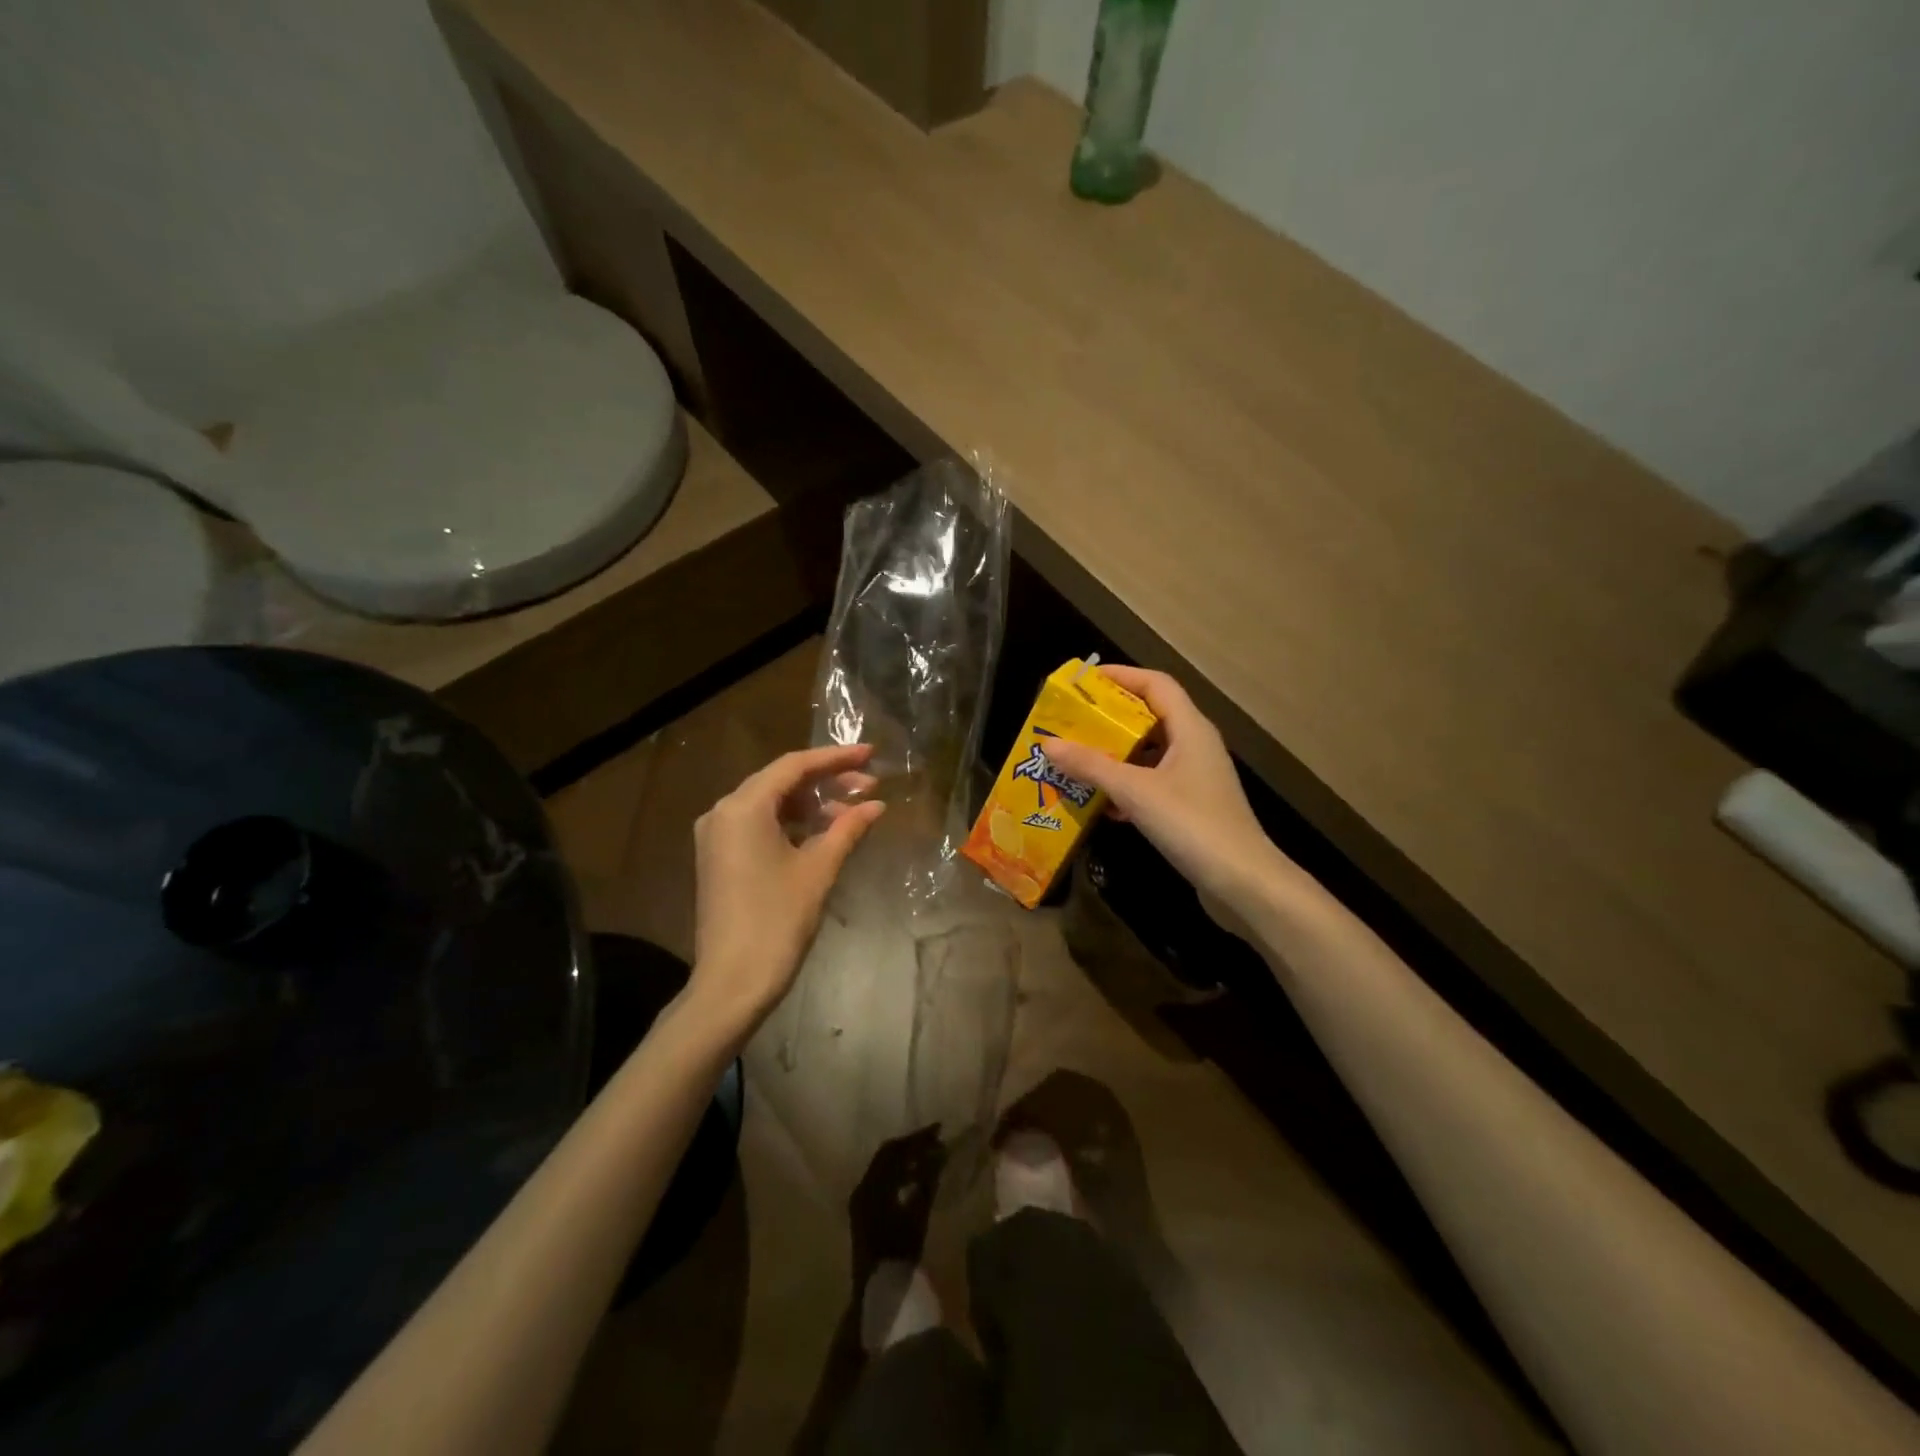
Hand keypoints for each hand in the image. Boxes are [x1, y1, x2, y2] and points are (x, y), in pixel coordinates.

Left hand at [690, 743, 886, 1037]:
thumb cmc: (778, 920)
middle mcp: (723, 812)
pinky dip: (792, 823)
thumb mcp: (818, 869)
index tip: (871, 754)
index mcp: (742, 807)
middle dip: (827, 780)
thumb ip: (847, 828)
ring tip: (853, 810)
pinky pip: (759, 824)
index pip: (794, 766)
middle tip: (870, 784)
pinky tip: (824, 831)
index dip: (835, 757)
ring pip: (771, 804)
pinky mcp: (719, 857)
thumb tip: (875, 805)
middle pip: (781, 781)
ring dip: (811, 804)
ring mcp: (717, 836)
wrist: (732, 982)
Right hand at [1043, 667, 1286, 914]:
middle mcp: (1195, 745)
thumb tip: (1049, 743)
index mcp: (1191, 729)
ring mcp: (1195, 777)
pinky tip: (1101, 804)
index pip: (1156, 684)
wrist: (1242, 883)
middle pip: (1150, 717)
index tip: (1083, 681)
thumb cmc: (1192, 824)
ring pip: (1149, 753)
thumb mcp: (1136, 791)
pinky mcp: (1191, 806)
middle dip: (1110, 719)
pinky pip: (1153, 783)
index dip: (1121, 676)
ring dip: (1115, 755)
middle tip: (1071, 723)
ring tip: (1076, 760)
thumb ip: (1092, 766)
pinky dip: (1127, 786)